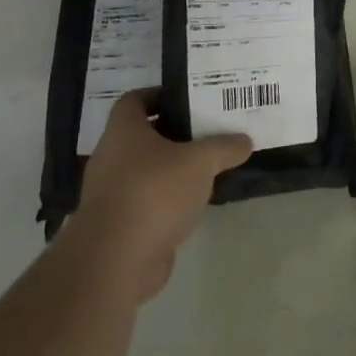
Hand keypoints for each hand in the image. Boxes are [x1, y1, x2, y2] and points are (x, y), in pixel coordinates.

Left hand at [59, 89, 251, 302]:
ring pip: (144, 171)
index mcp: (123, 130)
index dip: (160, 96)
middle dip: (173, 134)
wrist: (117, 259)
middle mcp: (110, 156)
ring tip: (205, 169)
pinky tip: (192, 204)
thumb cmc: (155, 192)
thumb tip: (244, 140)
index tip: (189, 100)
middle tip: (207, 133)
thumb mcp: (200, 162)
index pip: (135, 99)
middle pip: (142, 136)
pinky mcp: (117, 224)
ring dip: (170, 170)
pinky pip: (144, 201)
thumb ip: (224, 147)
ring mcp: (110, 192)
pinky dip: (165, 200)